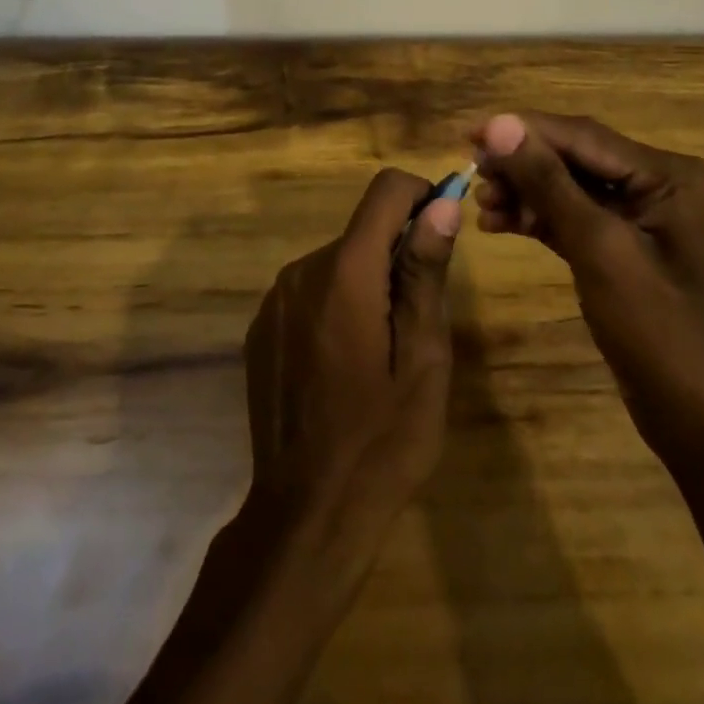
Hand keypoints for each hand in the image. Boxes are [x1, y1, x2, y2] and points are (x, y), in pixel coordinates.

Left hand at [242, 169, 461, 537]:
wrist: (306, 513)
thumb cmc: (383, 439)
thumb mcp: (424, 357)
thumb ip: (425, 271)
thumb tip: (443, 203)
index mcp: (345, 271)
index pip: (386, 190)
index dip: (422, 197)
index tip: (441, 237)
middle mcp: (302, 270)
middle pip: (363, 230)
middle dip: (397, 254)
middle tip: (418, 320)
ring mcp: (274, 299)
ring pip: (337, 261)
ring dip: (366, 282)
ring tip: (381, 350)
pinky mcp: (261, 326)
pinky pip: (310, 291)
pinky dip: (335, 304)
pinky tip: (343, 364)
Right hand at [470, 112, 703, 452]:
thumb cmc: (662, 333)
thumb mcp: (600, 249)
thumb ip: (549, 183)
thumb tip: (499, 124)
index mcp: (668, 175)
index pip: (582, 136)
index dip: (522, 130)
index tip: (468, 133)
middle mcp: (658, 186)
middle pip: (574, 159)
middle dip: (522, 164)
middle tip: (469, 171)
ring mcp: (642, 220)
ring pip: (569, 189)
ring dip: (525, 192)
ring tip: (480, 203)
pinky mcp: (625, 251)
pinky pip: (574, 220)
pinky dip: (538, 220)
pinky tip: (499, 223)